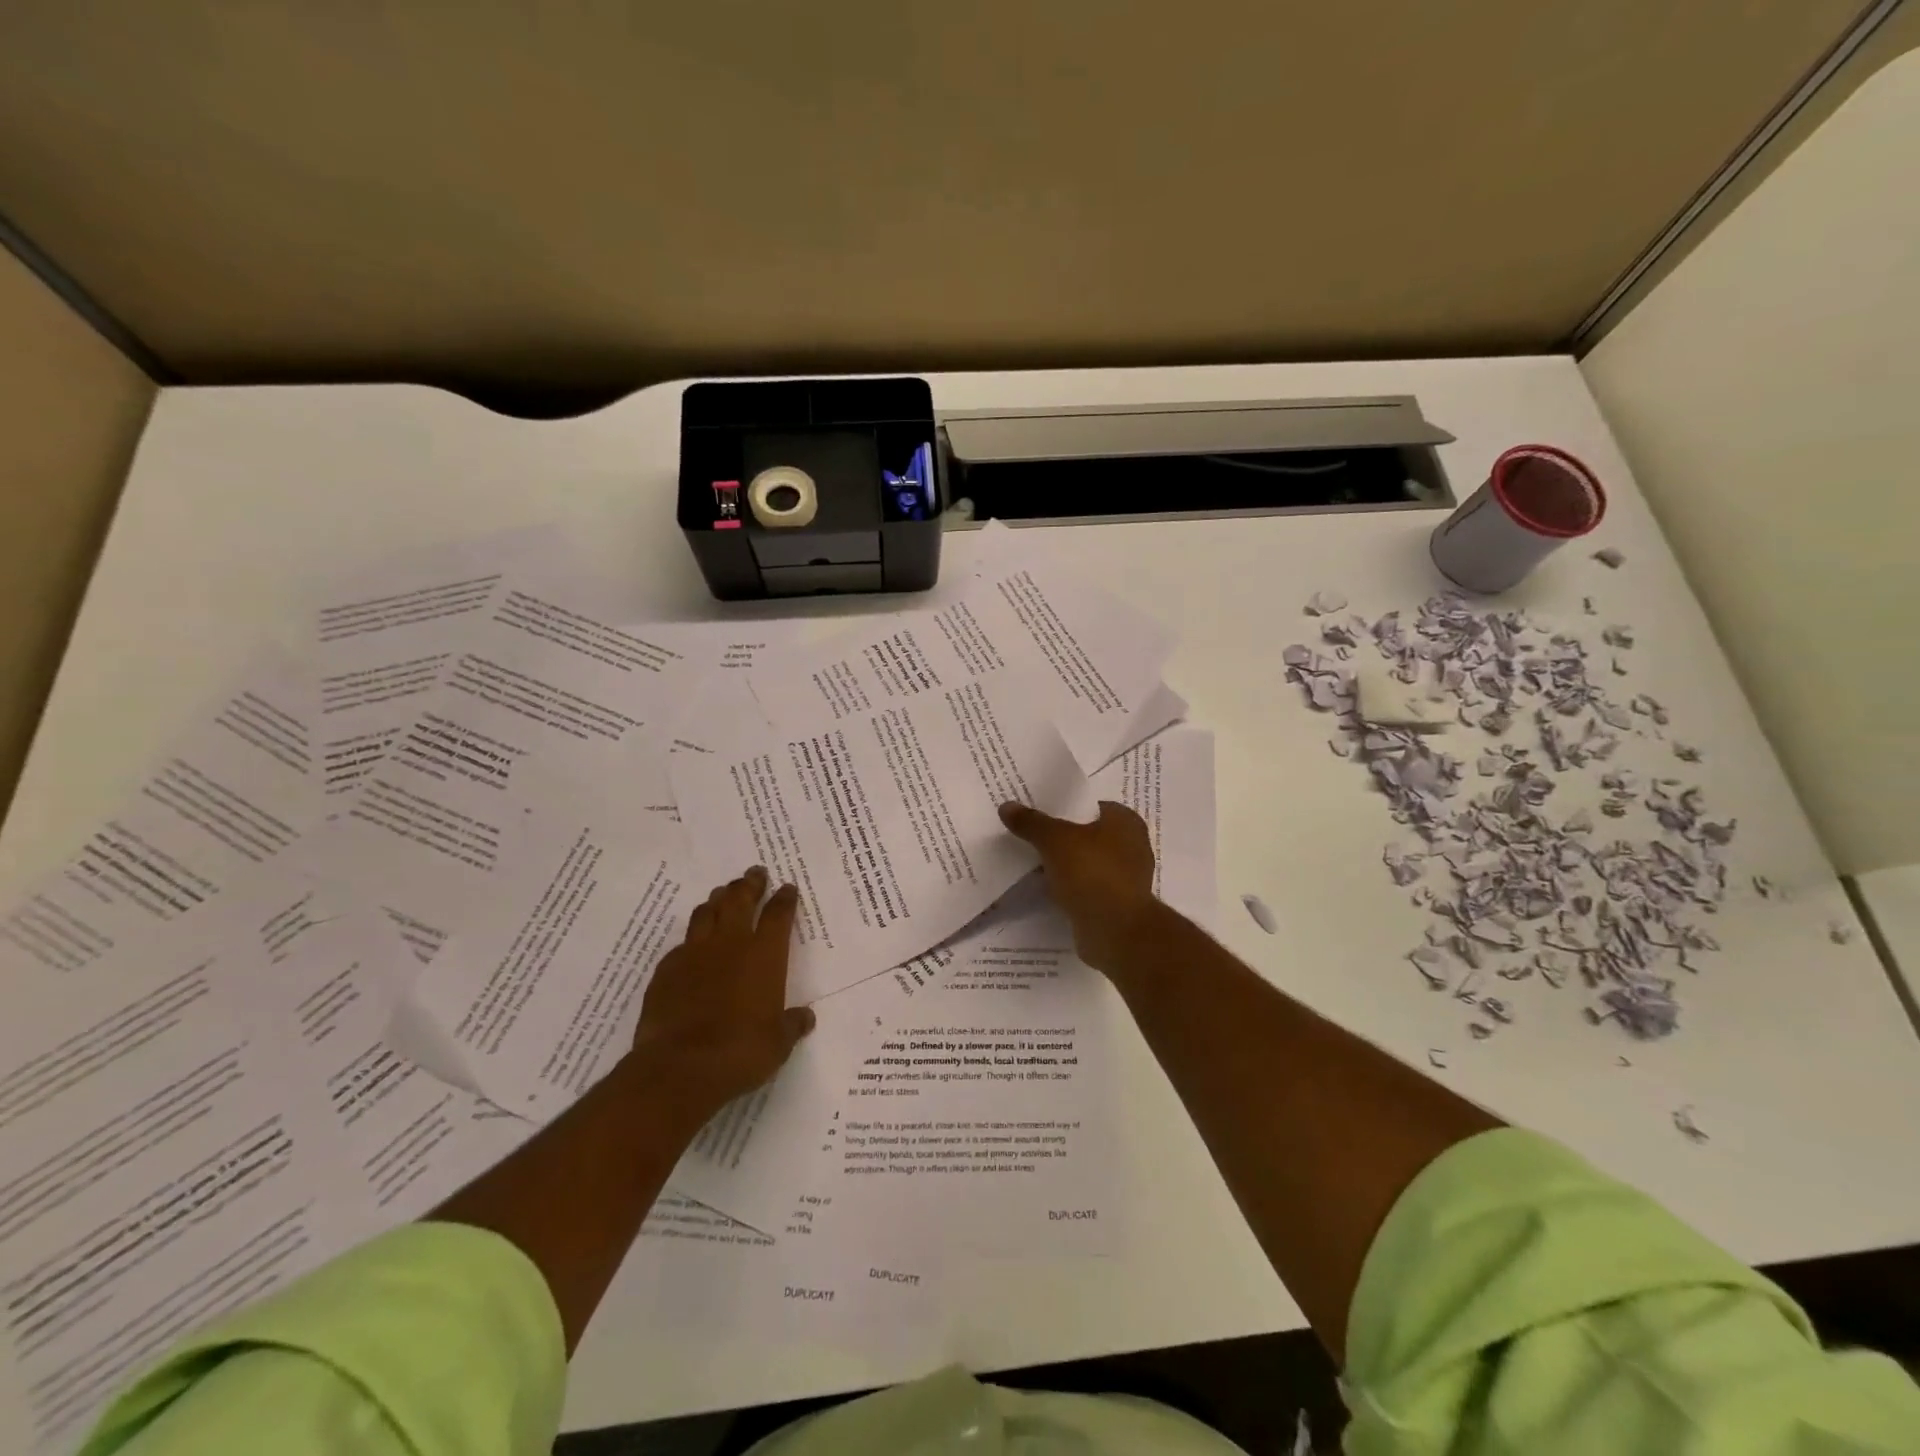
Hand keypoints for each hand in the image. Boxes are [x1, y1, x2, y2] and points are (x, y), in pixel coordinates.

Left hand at [630, 866, 814, 1121]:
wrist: (681, 1067)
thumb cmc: (741, 1051)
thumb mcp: (777, 1043)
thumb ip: (791, 1025)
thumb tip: (805, 1018)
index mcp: (764, 955)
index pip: (778, 914)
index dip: (784, 899)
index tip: (787, 888)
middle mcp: (730, 944)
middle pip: (739, 900)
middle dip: (749, 884)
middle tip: (754, 873)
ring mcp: (694, 954)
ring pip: (705, 913)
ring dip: (717, 901)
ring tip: (722, 894)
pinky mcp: (666, 971)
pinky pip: (681, 944)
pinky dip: (691, 939)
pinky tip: (692, 945)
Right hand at [998, 800, 1158, 974]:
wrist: (1115, 931)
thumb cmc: (1091, 872)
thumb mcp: (1054, 839)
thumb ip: (1031, 822)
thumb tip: (1007, 806)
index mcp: (1126, 822)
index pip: (1091, 804)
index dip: (1064, 806)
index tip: (1037, 810)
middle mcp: (1132, 846)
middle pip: (1088, 834)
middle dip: (1061, 836)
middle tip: (1029, 833)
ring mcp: (1126, 878)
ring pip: (1087, 862)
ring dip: (1065, 863)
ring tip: (1032, 860)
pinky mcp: (1116, 904)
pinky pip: (1087, 886)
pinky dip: (1070, 886)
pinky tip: (1046, 887)